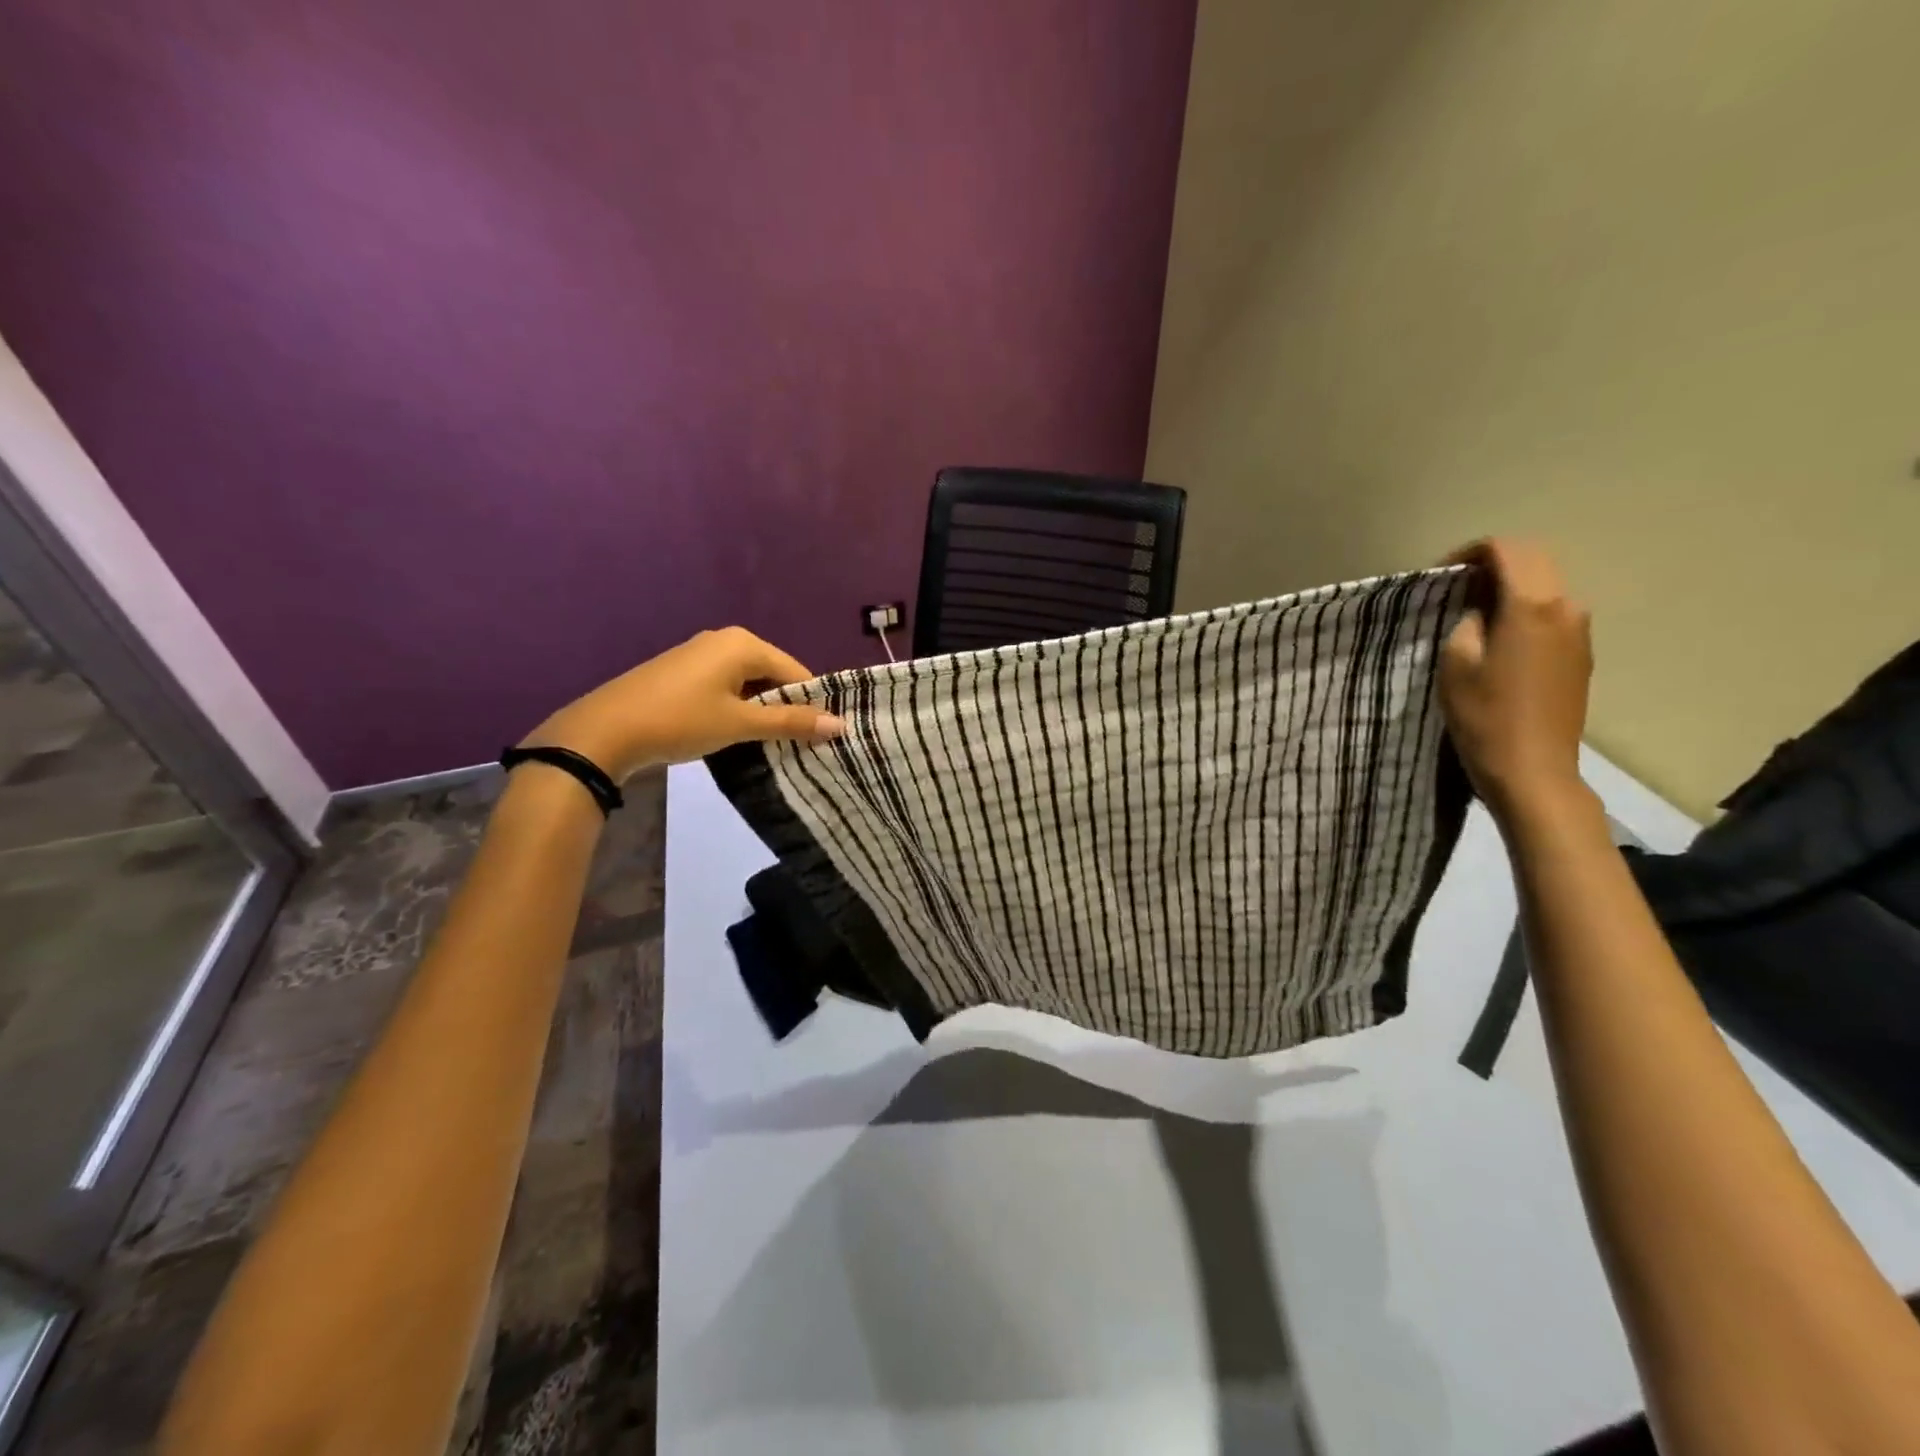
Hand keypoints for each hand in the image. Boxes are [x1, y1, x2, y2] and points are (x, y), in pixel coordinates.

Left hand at [522, 627, 844, 781]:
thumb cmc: (680, 721)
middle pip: (772, 675)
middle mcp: (724, 640)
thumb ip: (791, 723)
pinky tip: (735, 734)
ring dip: (760, 712)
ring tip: (769, 745)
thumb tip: (840, 726)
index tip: (820, 737)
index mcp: (743, 643)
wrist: (603, 732)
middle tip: (797, 744)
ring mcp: (700, 654)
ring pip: (748, 684)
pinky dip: (737, 709)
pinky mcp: (682, 673)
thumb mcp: (740, 724)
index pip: (796, 671)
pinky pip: (725, 687)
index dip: (810, 704)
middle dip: (785, 708)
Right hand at [1438, 539, 1592, 821]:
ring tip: (1472, 613)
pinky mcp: (1581, 655)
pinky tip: (1497, 638)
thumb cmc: (1485, 716)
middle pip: (1533, 561)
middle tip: (1454, 588)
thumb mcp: (1456, 664)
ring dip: (1510, 588)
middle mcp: (1567, 607)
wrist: (1533, 769)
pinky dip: (1524, 610)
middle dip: (1493, 565)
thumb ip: (1467, 622)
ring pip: (1546, 586)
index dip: (1471, 552)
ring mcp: (1580, 632)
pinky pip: (1552, 614)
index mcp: (1533, 604)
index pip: (1507, 550)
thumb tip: (1478, 610)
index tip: (1441, 574)